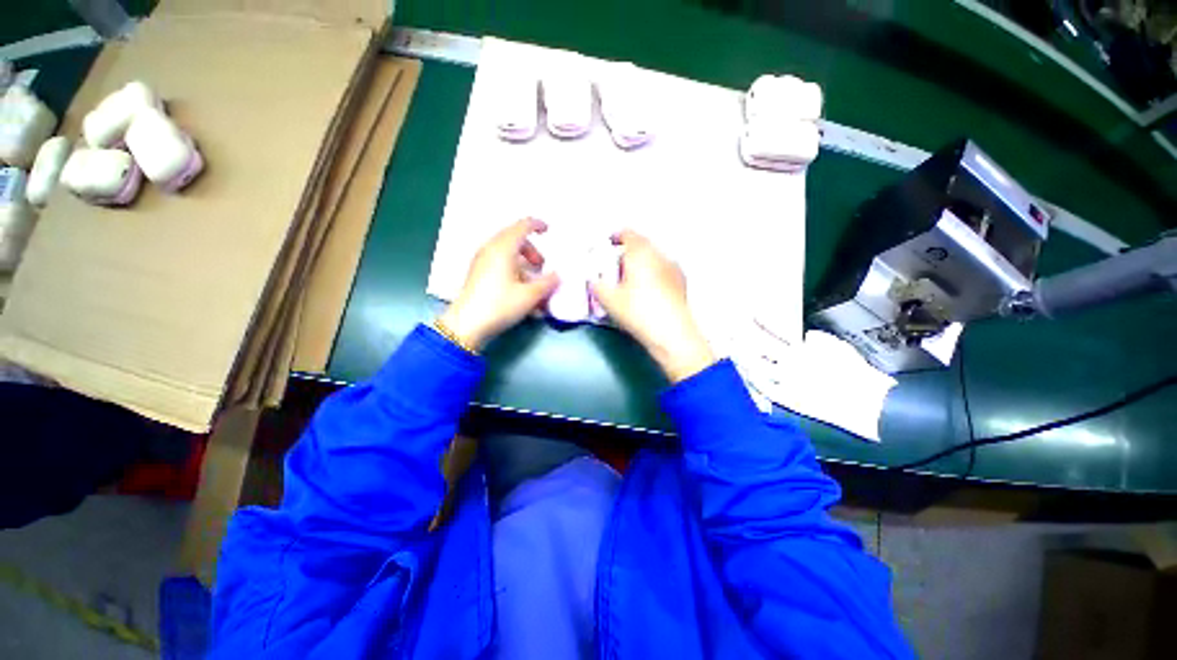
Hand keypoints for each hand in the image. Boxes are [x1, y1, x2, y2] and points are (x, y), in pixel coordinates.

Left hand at [438, 218, 559, 349]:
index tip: (548, 231)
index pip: (522, 226)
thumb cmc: (500, 305)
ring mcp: (482, 262)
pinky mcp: (478, 275)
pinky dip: (514, 272)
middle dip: (532, 251)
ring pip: (507, 254)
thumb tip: (558, 276)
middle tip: (541, 267)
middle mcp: (491, 250)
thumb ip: (547, 283)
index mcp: (503, 248)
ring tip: (533, 285)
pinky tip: (521, 293)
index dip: (537, 225)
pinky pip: (499, 265)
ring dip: (523, 265)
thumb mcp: (529, 296)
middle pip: (514, 239)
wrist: (467, 325)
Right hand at [590, 230, 714, 381]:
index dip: (615, 236)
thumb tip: (594, 281)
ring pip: (653, 258)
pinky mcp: (681, 282)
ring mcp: (673, 268)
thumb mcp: (608, 300)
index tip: (608, 244)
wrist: (671, 332)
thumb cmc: (637, 311)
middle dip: (627, 253)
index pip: (627, 234)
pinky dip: (653, 274)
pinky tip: (648, 291)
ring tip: (631, 280)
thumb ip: (597, 286)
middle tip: (615, 267)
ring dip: (641, 263)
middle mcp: (659, 254)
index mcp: (640, 252)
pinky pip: (663, 271)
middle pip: (641, 245)